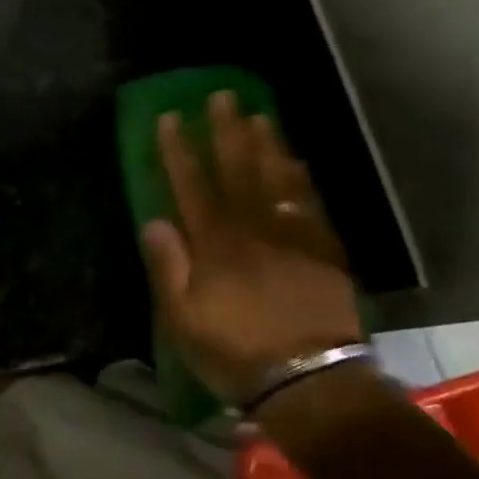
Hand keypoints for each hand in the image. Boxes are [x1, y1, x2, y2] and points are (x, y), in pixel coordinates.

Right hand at [141, 92, 361, 404]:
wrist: (311, 381)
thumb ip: (169, 267)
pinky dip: (300, 178)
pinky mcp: (323, 251)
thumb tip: (155, 221)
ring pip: (276, 179)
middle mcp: (253, 229)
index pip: (192, 185)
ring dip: (266, 144)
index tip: (170, 117)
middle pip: (237, 170)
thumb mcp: (182, 319)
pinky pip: (309, 203)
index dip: (179, 149)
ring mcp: (292, 237)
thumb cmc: (235, 351)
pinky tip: (295, 160)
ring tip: (258, 114)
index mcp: (215, 244)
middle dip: (225, 131)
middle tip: (221, 96)